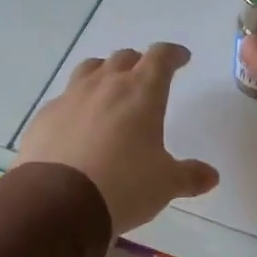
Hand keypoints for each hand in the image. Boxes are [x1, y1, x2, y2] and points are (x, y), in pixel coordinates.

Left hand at [17, 42, 218, 234]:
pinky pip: (64, 98)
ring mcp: (70, 97)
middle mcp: (105, 85)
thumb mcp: (165, 184)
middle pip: (123, 58)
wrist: (58, 202)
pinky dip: (77, 103)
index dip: (173, 54)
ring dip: (104, 73)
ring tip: (109, 88)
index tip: (181, 58)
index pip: (161, 57)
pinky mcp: (45, 117)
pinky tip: (78, 123)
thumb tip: (211, 176)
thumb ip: (190, 176)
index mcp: (141, 92)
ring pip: (90, 69)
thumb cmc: (124, 185)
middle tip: (146, 77)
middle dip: (138, 63)